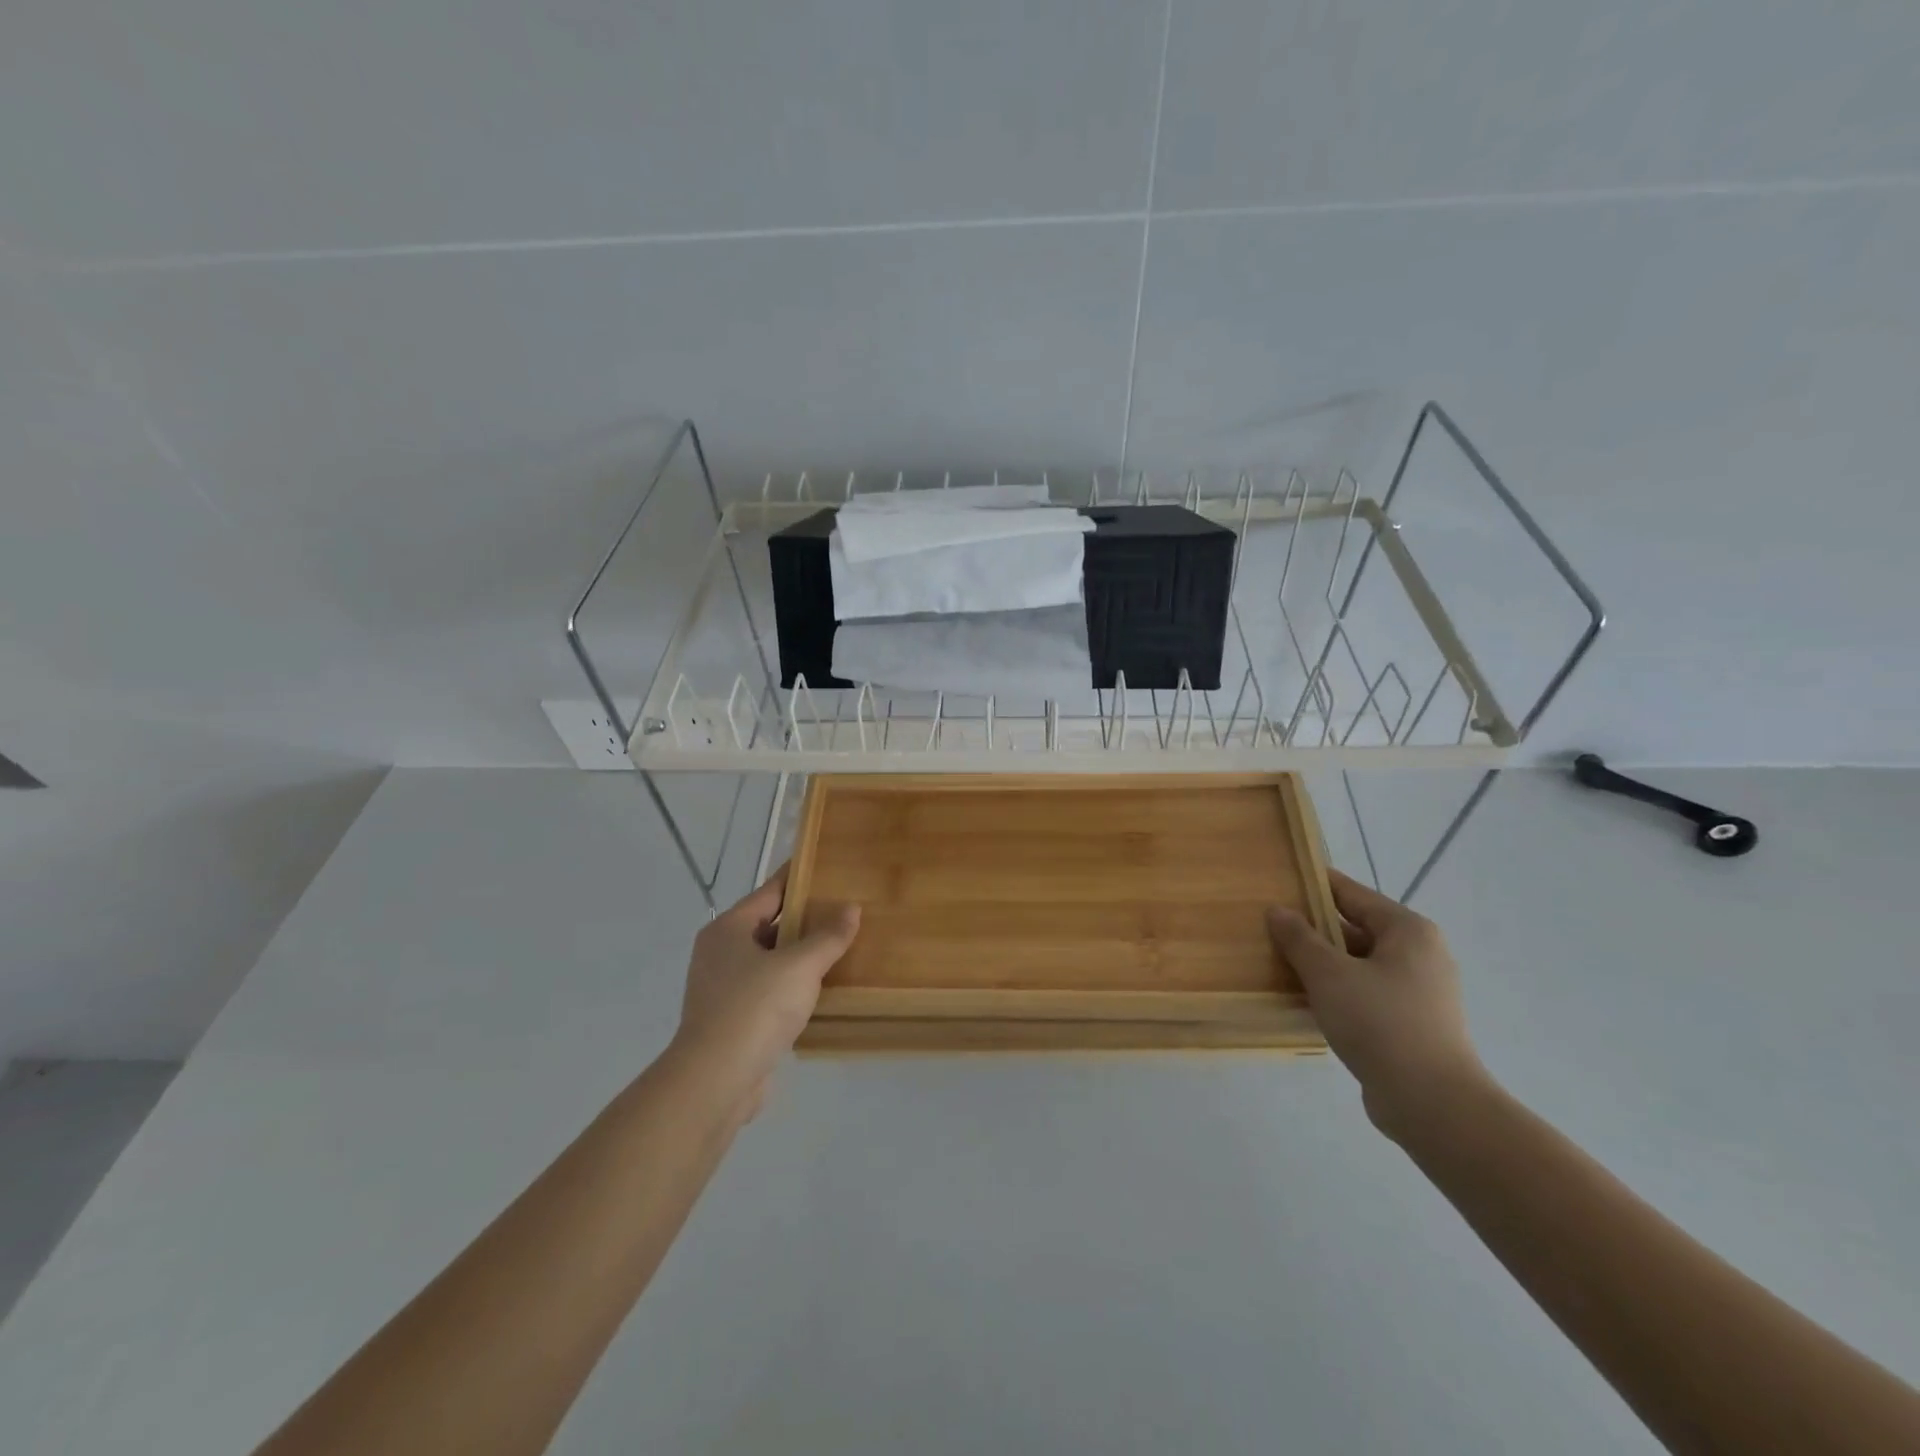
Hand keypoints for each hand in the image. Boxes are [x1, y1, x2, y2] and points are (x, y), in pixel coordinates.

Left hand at [673, 865, 860, 1120]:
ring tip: (841, 948)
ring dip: (801, 957)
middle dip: (805, 920)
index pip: (770, 892)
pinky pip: (769, 992)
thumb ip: (828, 936)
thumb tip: (851, 908)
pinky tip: (822, 990)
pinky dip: (792, 987)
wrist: (716, 1081)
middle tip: (845, 910)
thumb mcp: (800, 965)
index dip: (799, 879)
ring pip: (770, 961)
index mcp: (728, 929)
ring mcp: (723, 989)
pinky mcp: (732, 1021)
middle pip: (769, 926)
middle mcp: (720, 953)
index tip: (827, 868)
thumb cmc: (755, 1008)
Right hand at [1267, 869, 1487, 1139]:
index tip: (1278, 883)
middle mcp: (1421, 953)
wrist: (1432, 1103)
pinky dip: (1339, 990)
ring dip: (1324, 963)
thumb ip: (1299, 938)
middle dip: (1315, 929)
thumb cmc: (1379, 1023)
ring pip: (1360, 963)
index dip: (1314, 887)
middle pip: (1357, 928)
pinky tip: (1307, 1000)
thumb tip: (1278, 910)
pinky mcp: (1414, 1023)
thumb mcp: (1328, 974)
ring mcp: (1420, 991)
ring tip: (1281, 963)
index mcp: (1408, 930)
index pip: (1352, 893)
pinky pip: (1367, 992)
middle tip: (1271, 928)